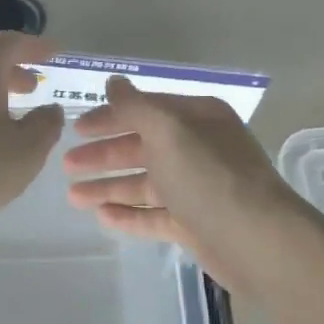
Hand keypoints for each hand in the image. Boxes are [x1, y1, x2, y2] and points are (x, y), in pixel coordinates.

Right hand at [62, 75, 308, 293]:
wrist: (256, 241)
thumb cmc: (209, 177)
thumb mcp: (169, 131)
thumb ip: (135, 107)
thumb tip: (113, 82)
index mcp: (197, 119)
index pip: (146, 110)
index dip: (110, 117)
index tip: (76, 128)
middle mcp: (199, 149)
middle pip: (143, 147)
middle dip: (104, 155)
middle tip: (67, 164)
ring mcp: (197, 188)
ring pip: (145, 184)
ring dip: (109, 187)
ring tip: (73, 196)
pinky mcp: (195, 224)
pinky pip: (154, 215)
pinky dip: (129, 215)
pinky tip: (101, 217)